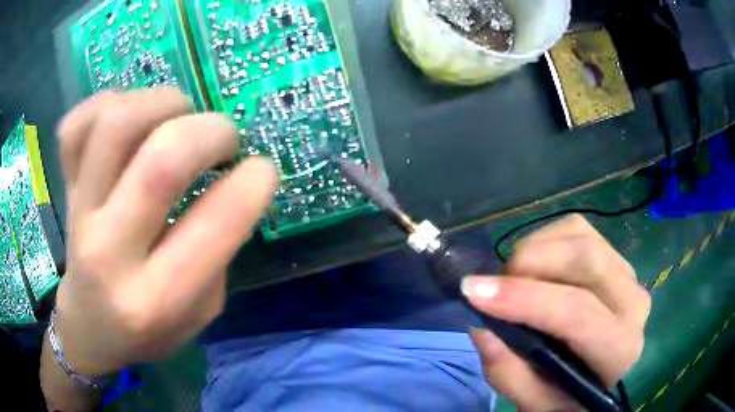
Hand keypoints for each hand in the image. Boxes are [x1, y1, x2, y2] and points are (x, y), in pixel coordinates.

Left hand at [51, 88, 277, 376]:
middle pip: (162, 160)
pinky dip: (109, 103)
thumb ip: (218, 252)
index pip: (216, 222)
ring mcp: (77, 212)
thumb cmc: (149, 332)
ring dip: (163, 103)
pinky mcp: (62, 187)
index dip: (255, 181)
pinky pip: (76, 124)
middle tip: (224, 137)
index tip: (262, 169)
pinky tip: (128, 122)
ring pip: (116, 123)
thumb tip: (232, 181)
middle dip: (212, 131)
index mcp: (157, 298)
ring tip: (177, 117)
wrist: (90, 328)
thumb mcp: (201, 315)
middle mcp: (109, 252)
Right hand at [463, 215, 650, 410]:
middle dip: (528, 264)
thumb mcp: (535, 403)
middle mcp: (633, 301)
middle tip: (493, 287)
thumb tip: (480, 327)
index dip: (524, 298)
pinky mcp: (615, 254)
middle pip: (583, 259)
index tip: (473, 291)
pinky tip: (535, 265)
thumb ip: (509, 375)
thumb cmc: (569, 396)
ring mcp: (627, 272)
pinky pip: (577, 229)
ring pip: (579, 237)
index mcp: (619, 349)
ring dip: (535, 249)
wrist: (601, 374)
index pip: (576, 312)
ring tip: (513, 279)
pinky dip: (546, 239)